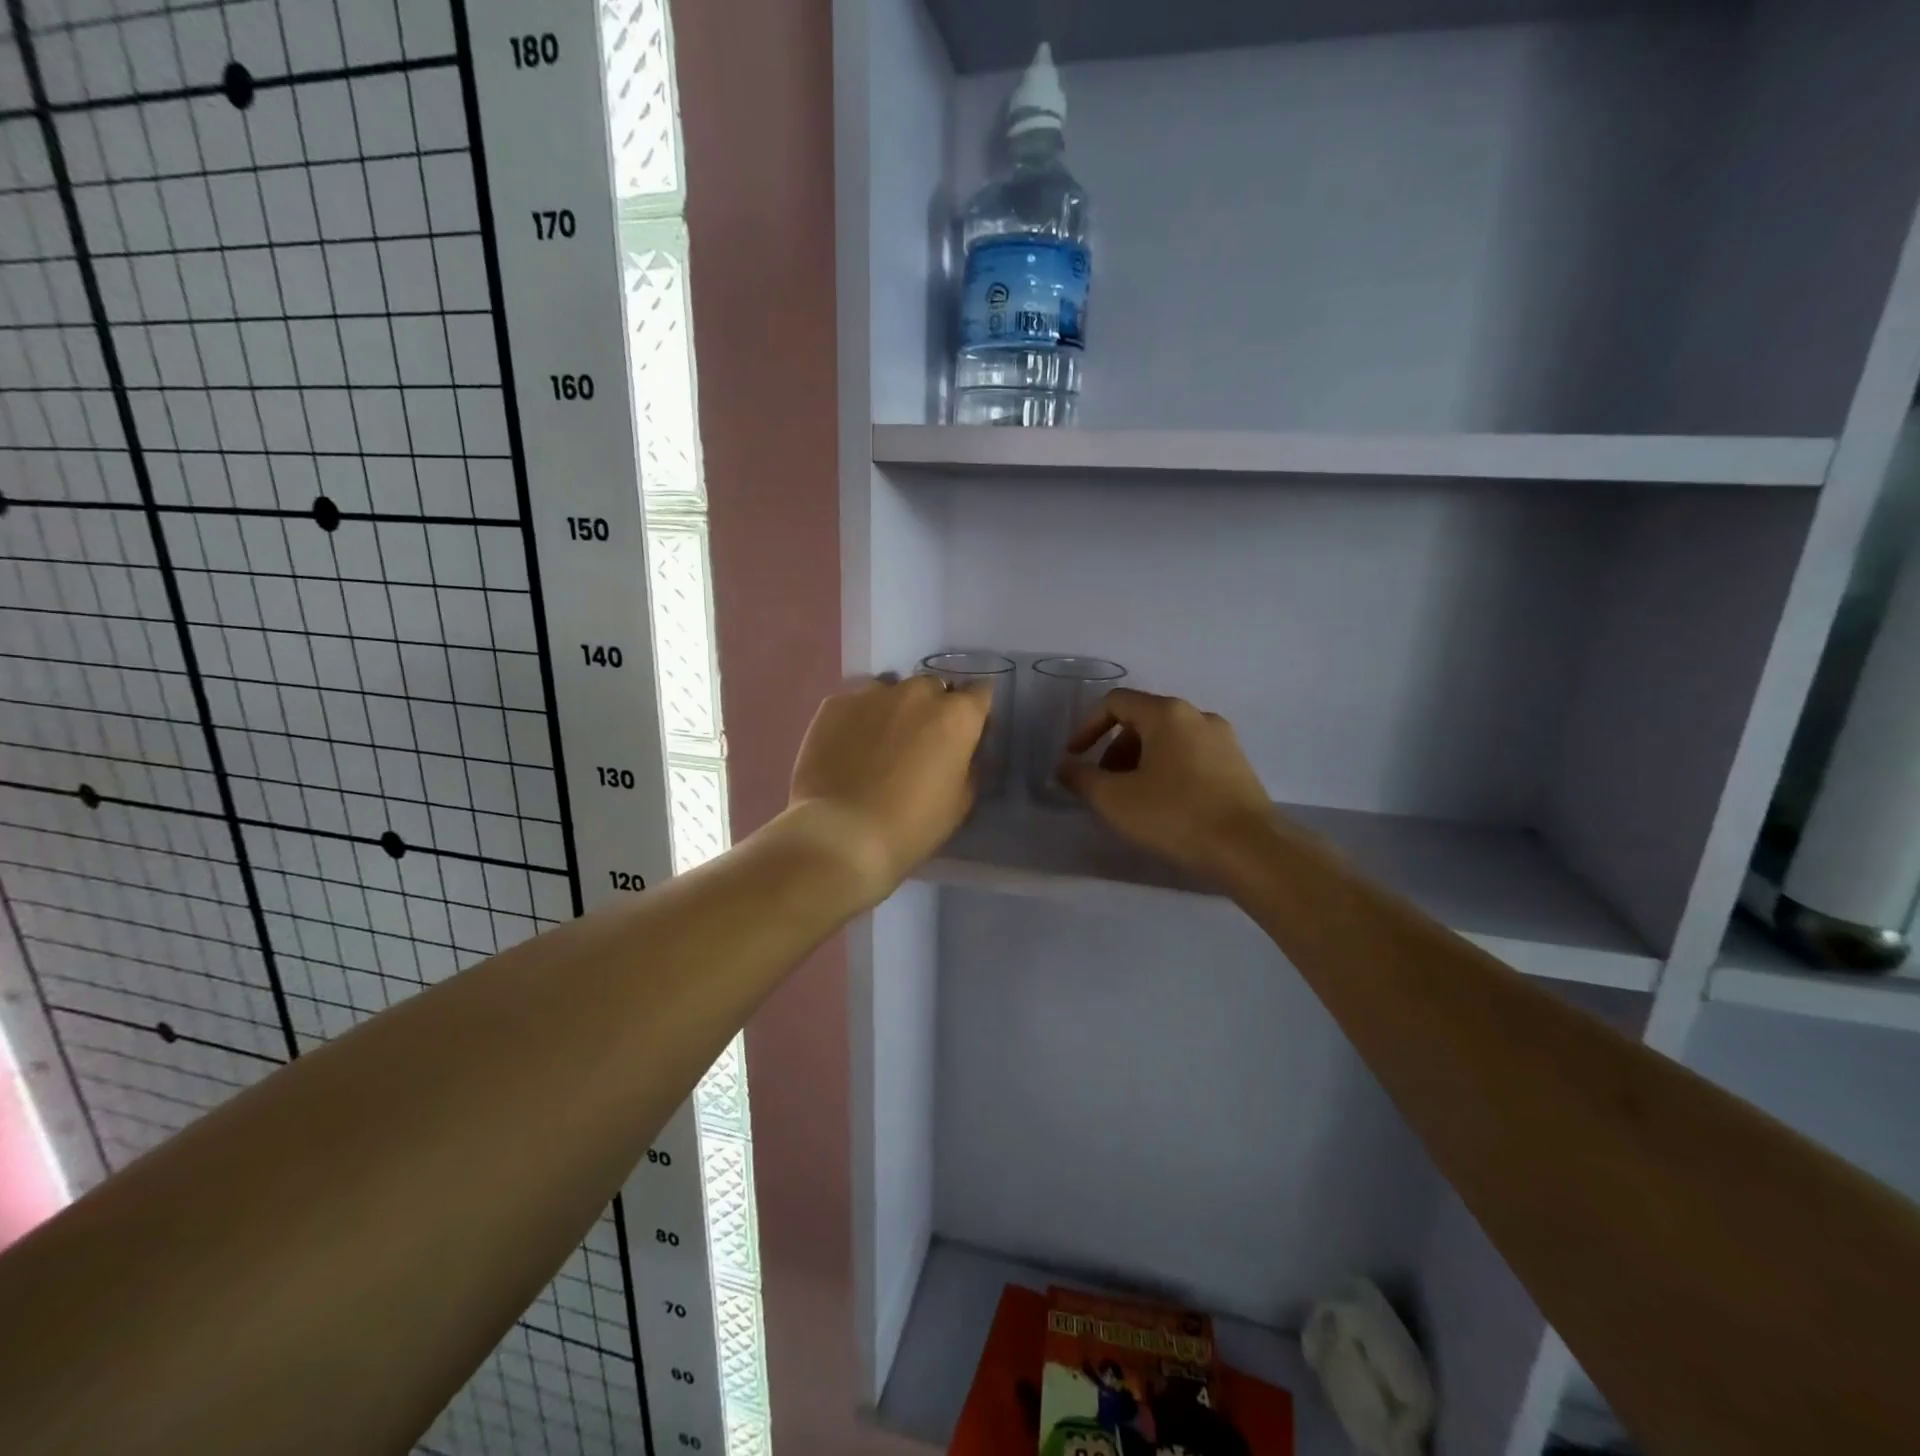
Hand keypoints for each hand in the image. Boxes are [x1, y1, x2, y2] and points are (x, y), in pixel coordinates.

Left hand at [787, 674, 991, 905]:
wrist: (840, 835)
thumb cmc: (912, 826)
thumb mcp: (961, 803)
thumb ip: (969, 766)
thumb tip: (964, 752)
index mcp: (956, 715)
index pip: (981, 693)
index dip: (976, 712)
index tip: (969, 732)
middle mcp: (917, 692)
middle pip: (934, 688)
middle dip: (933, 707)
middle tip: (922, 741)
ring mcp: (871, 694)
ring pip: (892, 690)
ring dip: (894, 709)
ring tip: (882, 742)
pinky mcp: (834, 704)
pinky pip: (855, 704)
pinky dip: (858, 720)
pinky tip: (848, 748)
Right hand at [1057, 689, 1274, 885]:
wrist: (1250, 850)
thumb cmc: (1175, 815)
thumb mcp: (1114, 799)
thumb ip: (1081, 778)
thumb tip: (1064, 767)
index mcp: (1167, 713)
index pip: (1115, 702)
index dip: (1087, 727)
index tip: (1074, 758)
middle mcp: (1198, 716)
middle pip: (1142, 721)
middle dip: (1114, 750)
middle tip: (1103, 786)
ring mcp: (1223, 740)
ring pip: (1167, 740)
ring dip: (1140, 763)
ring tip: (1132, 800)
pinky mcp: (1238, 766)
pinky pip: (1190, 757)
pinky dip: (1167, 771)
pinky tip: (1164, 807)